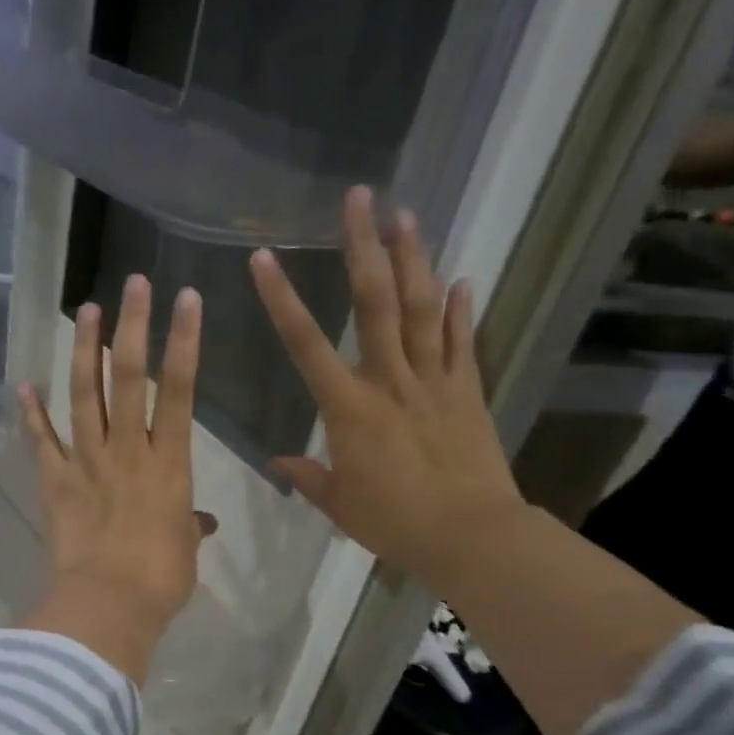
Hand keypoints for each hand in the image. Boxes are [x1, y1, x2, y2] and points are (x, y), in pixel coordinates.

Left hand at [16, 276, 215, 682]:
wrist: (107, 607)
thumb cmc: (160, 581)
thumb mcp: (185, 550)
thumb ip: (189, 526)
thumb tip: (197, 522)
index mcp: (169, 464)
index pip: (181, 390)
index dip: (184, 341)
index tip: (185, 300)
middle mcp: (127, 451)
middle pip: (128, 378)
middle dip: (132, 326)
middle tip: (132, 284)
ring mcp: (87, 462)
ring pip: (84, 396)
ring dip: (84, 351)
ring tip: (85, 310)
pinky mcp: (56, 482)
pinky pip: (43, 442)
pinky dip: (31, 414)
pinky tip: (24, 385)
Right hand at [249, 185, 525, 587]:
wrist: (470, 536)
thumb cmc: (394, 521)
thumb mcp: (339, 503)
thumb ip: (307, 477)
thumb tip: (278, 462)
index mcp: (349, 407)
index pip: (305, 344)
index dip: (281, 299)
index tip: (262, 258)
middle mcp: (390, 380)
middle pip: (375, 303)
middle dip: (364, 247)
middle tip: (359, 198)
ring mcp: (434, 381)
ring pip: (422, 309)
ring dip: (413, 259)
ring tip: (406, 215)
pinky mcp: (468, 391)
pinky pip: (462, 343)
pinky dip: (460, 310)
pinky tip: (460, 277)